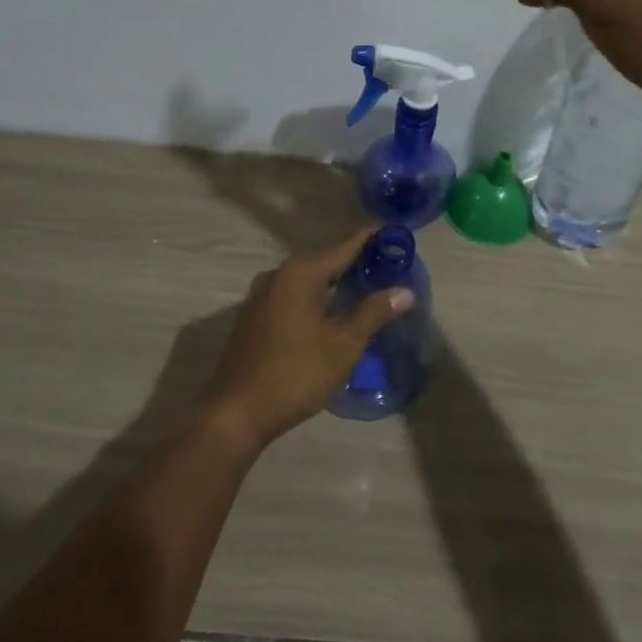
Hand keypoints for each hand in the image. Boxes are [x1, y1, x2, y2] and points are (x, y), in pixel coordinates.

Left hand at [200, 228, 414, 449]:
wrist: (237, 411)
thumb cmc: (296, 373)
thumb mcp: (343, 344)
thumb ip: (373, 312)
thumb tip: (404, 291)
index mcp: (299, 274)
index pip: (342, 246)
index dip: (369, 238)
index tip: (393, 230)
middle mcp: (276, 276)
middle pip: (322, 259)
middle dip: (353, 259)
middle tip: (385, 260)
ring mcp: (260, 297)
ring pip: (305, 279)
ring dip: (332, 279)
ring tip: (362, 283)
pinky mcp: (253, 318)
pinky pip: (291, 295)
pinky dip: (314, 295)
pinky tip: (329, 309)